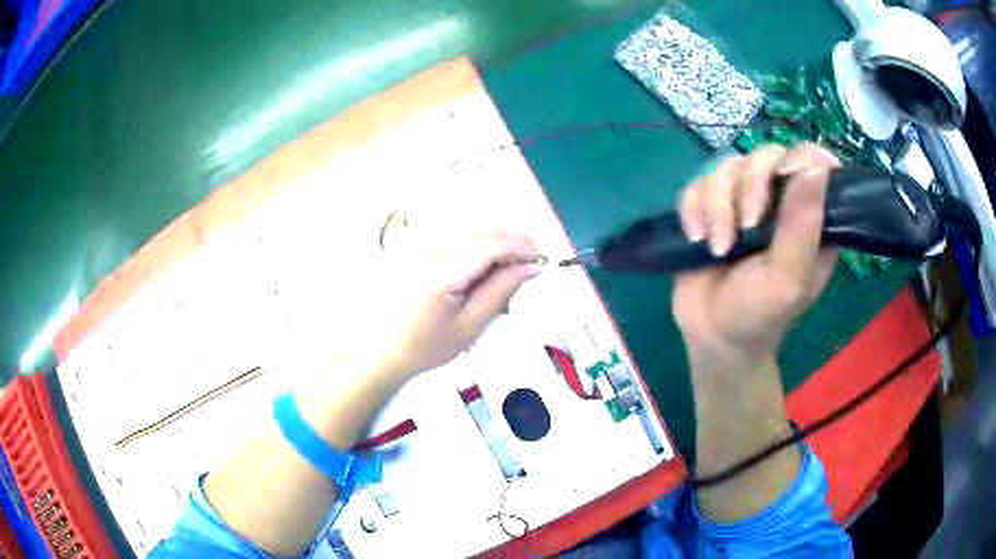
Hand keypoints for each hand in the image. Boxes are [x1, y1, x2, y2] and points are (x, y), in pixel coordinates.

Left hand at [361, 230, 540, 377]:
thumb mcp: (469, 328)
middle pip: (481, 226)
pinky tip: (480, 262)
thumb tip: (531, 267)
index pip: (490, 242)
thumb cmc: (423, 346)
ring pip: (467, 223)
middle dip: (512, 239)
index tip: (542, 259)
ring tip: (507, 266)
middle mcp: (427, 248)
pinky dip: (475, 238)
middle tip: (529, 264)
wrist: (379, 349)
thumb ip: (501, 292)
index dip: (522, 245)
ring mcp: (417, 242)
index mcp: (440, 271)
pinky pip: (452, 230)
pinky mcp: (413, 244)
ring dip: (495, 237)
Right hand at [672, 143, 840, 364]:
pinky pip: (697, 183)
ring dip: (717, 206)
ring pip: (727, 166)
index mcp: (811, 217)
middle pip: (764, 155)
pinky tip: (696, 237)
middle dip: (750, 186)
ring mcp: (743, 201)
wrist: (713, 336)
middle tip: (745, 228)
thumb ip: (803, 225)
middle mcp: (779, 200)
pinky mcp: (711, 206)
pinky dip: (693, 208)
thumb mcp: (789, 278)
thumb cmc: (761, 314)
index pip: (811, 161)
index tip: (783, 183)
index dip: (797, 161)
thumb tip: (817, 166)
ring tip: (718, 247)